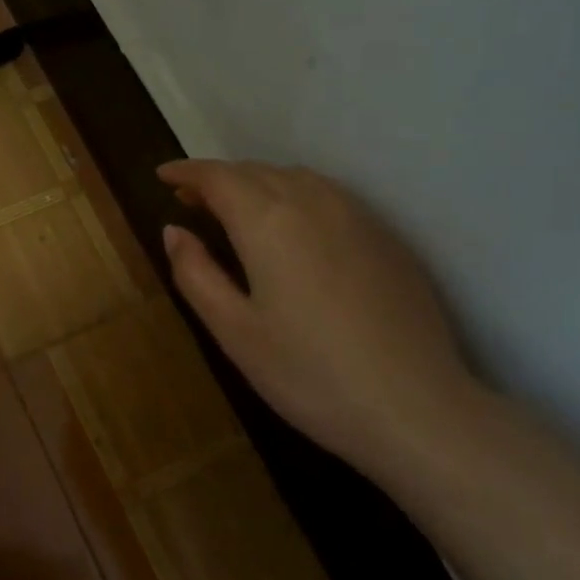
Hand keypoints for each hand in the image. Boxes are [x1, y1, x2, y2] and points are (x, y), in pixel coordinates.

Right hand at [158, 160, 477, 467]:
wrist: (416, 407)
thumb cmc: (309, 374)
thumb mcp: (234, 331)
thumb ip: (196, 273)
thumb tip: (173, 230)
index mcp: (268, 220)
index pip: (218, 177)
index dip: (186, 172)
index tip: (163, 176)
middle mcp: (313, 201)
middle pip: (256, 172)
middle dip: (219, 179)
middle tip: (191, 200)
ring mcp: (357, 215)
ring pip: (296, 178)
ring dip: (258, 184)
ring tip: (237, 211)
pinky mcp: (386, 237)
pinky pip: (329, 196)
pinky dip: (295, 196)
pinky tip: (293, 229)